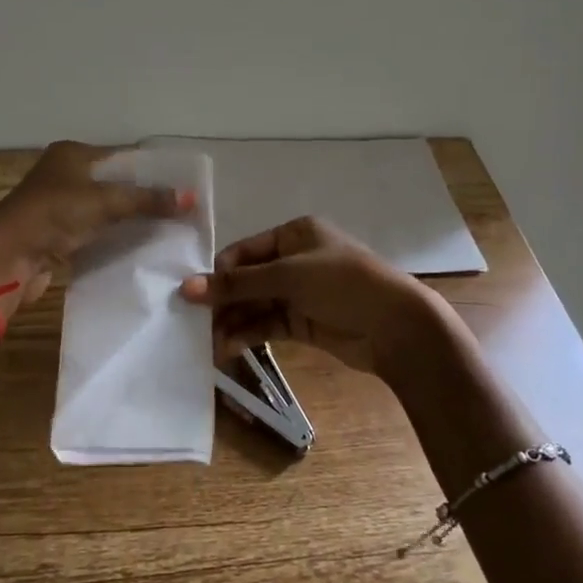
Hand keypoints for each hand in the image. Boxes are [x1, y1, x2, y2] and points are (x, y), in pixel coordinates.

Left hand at [0, 141, 193, 311]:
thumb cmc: (54, 215)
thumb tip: (192, 198)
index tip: (182, 186)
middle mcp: (64, 174)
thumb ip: (147, 199)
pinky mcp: (56, 234)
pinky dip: (113, 237)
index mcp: (71, 154)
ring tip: (167, 229)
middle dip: (143, 197)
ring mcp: (58, 205)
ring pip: (104, 209)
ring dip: (129, 219)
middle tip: (180, 210)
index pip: (121, 156)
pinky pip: (94, 231)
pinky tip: (138, 246)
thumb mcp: (104, 201)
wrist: (7, 257)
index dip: (151, 170)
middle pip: (114, 183)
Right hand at [180, 216, 439, 379]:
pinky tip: (226, 348)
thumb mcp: (289, 276)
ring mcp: (300, 293)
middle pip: (248, 279)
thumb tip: (186, 287)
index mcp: (294, 234)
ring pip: (255, 305)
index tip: (191, 295)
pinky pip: (267, 325)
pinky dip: (248, 334)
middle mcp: (295, 260)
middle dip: (222, 301)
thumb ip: (238, 283)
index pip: (245, 251)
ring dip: (232, 321)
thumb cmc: (343, 284)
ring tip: (206, 343)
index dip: (218, 272)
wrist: (396, 326)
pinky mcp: (304, 322)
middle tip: (192, 324)